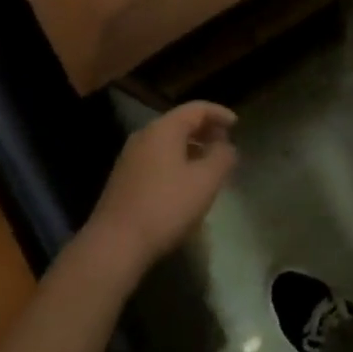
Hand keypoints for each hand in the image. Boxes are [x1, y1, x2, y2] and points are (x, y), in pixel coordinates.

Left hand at [82, 102, 237, 279]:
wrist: (115, 243)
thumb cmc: (166, 207)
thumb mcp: (205, 181)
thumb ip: (222, 158)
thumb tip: (226, 146)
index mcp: (164, 129)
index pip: (196, 109)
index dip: (219, 113)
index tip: (237, 124)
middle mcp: (144, 136)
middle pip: (180, 123)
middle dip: (205, 130)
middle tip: (225, 143)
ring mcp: (130, 157)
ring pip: (167, 142)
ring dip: (191, 147)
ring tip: (209, 164)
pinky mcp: (124, 178)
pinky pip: (157, 158)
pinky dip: (176, 161)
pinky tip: (186, 182)